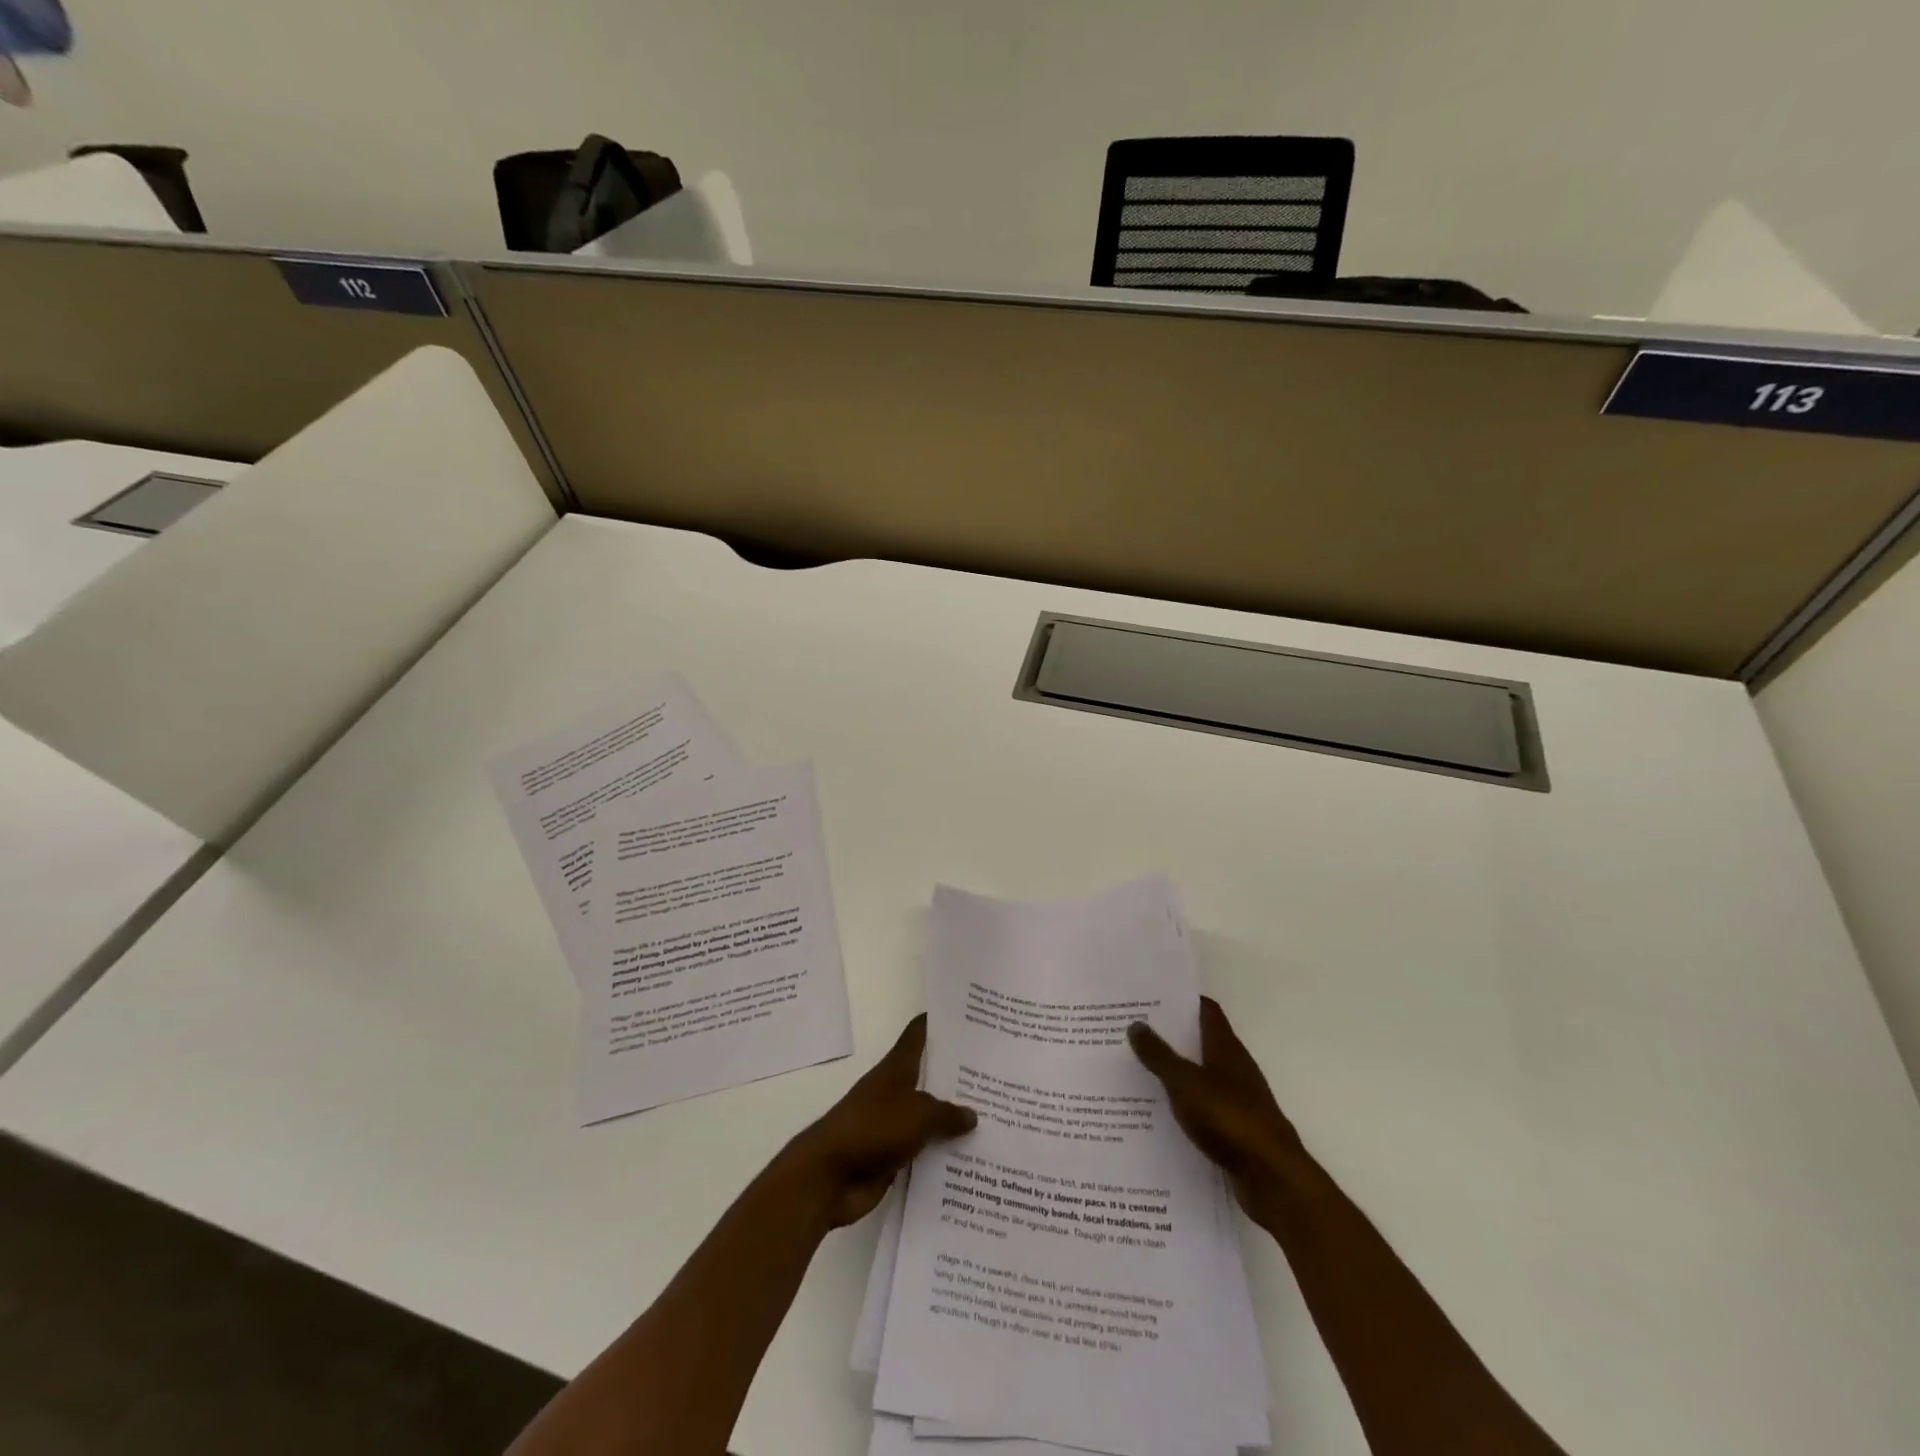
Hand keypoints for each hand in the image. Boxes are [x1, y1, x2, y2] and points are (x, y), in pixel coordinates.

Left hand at [775, 1014, 975, 1229]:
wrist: (828, 1176)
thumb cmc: (872, 1129)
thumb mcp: (918, 1114)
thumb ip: (947, 1113)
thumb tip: (972, 1114)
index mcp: (897, 1068)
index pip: (919, 1034)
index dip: (939, 1022)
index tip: (969, 1016)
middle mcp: (895, 1091)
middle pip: (930, 1077)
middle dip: (959, 1076)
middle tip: (997, 1072)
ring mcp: (892, 1124)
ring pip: (930, 1117)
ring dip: (954, 1121)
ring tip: (994, 1119)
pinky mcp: (891, 1156)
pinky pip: (924, 1151)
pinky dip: (942, 1154)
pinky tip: (972, 1160)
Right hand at [1129, 997, 1304, 1220]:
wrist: (1273, 1179)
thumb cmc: (1229, 1119)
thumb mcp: (1185, 1083)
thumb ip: (1159, 1055)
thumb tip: (1136, 1024)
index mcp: (1225, 1047)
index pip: (1205, 1010)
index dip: (1180, 1000)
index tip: (1149, 997)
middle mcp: (1233, 1067)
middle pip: (1199, 1041)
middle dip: (1168, 1035)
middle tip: (1130, 1031)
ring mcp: (1236, 1099)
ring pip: (1199, 1075)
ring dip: (1173, 1071)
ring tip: (1134, 1069)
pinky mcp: (1234, 1129)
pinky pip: (1202, 1107)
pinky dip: (1182, 1104)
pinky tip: (1156, 1112)